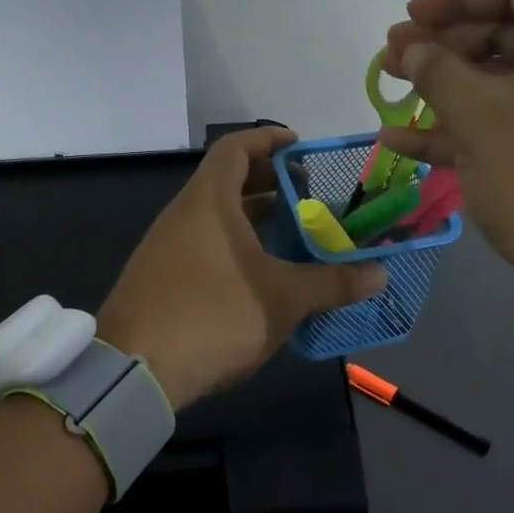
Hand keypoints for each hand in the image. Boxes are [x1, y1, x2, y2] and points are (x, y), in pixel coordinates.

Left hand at [99, 128, 386, 408]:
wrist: (133, 372)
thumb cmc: (213, 316)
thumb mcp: (282, 298)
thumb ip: (332, 283)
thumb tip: (380, 274)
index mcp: (208, 202)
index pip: (236, 148)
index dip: (269, 140)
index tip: (302, 148)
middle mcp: (183, 215)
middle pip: (228, 181)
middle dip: (271, 184)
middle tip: (310, 197)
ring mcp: (166, 248)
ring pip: (217, 218)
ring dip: (255, 220)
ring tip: (294, 237)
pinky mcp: (161, 279)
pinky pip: (205, 246)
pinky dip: (236, 247)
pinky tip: (262, 276)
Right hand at [378, 0, 513, 315]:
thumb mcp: (482, 117)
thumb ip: (437, 71)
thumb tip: (410, 47)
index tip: (409, 17)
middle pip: (508, 33)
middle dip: (443, 45)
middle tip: (392, 60)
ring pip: (505, 82)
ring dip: (446, 88)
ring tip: (392, 94)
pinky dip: (465, 127)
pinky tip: (405, 141)